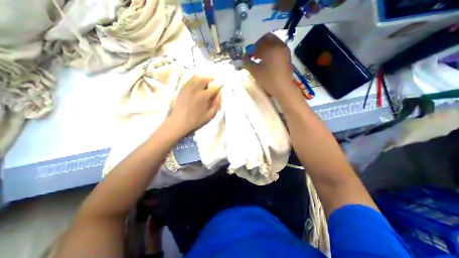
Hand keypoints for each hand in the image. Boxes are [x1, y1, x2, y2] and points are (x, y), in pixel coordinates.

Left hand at [169, 73, 220, 135]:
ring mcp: (187, 88)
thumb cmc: (195, 121)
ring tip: (206, 82)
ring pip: (196, 77)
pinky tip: (197, 85)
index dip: (218, 86)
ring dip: (203, 78)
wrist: (178, 122)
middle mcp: (195, 89)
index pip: (214, 87)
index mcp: (203, 96)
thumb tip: (218, 96)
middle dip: (211, 79)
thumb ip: (216, 105)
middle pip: (204, 79)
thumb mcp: (209, 116)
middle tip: (213, 82)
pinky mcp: (182, 89)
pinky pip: (190, 80)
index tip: (220, 87)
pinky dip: (195, 80)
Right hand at [244, 32, 297, 99]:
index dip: (250, 50)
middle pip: (267, 38)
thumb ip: (247, 63)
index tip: (247, 57)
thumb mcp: (255, 72)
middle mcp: (278, 45)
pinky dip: (271, 51)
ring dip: (265, 48)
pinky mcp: (287, 56)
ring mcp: (284, 50)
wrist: (283, 88)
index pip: (258, 44)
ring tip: (259, 59)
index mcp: (270, 48)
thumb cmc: (269, 80)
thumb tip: (243, 58)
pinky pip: (277, 48)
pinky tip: (267, 61)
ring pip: (273, 43)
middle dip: (258, 45)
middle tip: (254, 55)